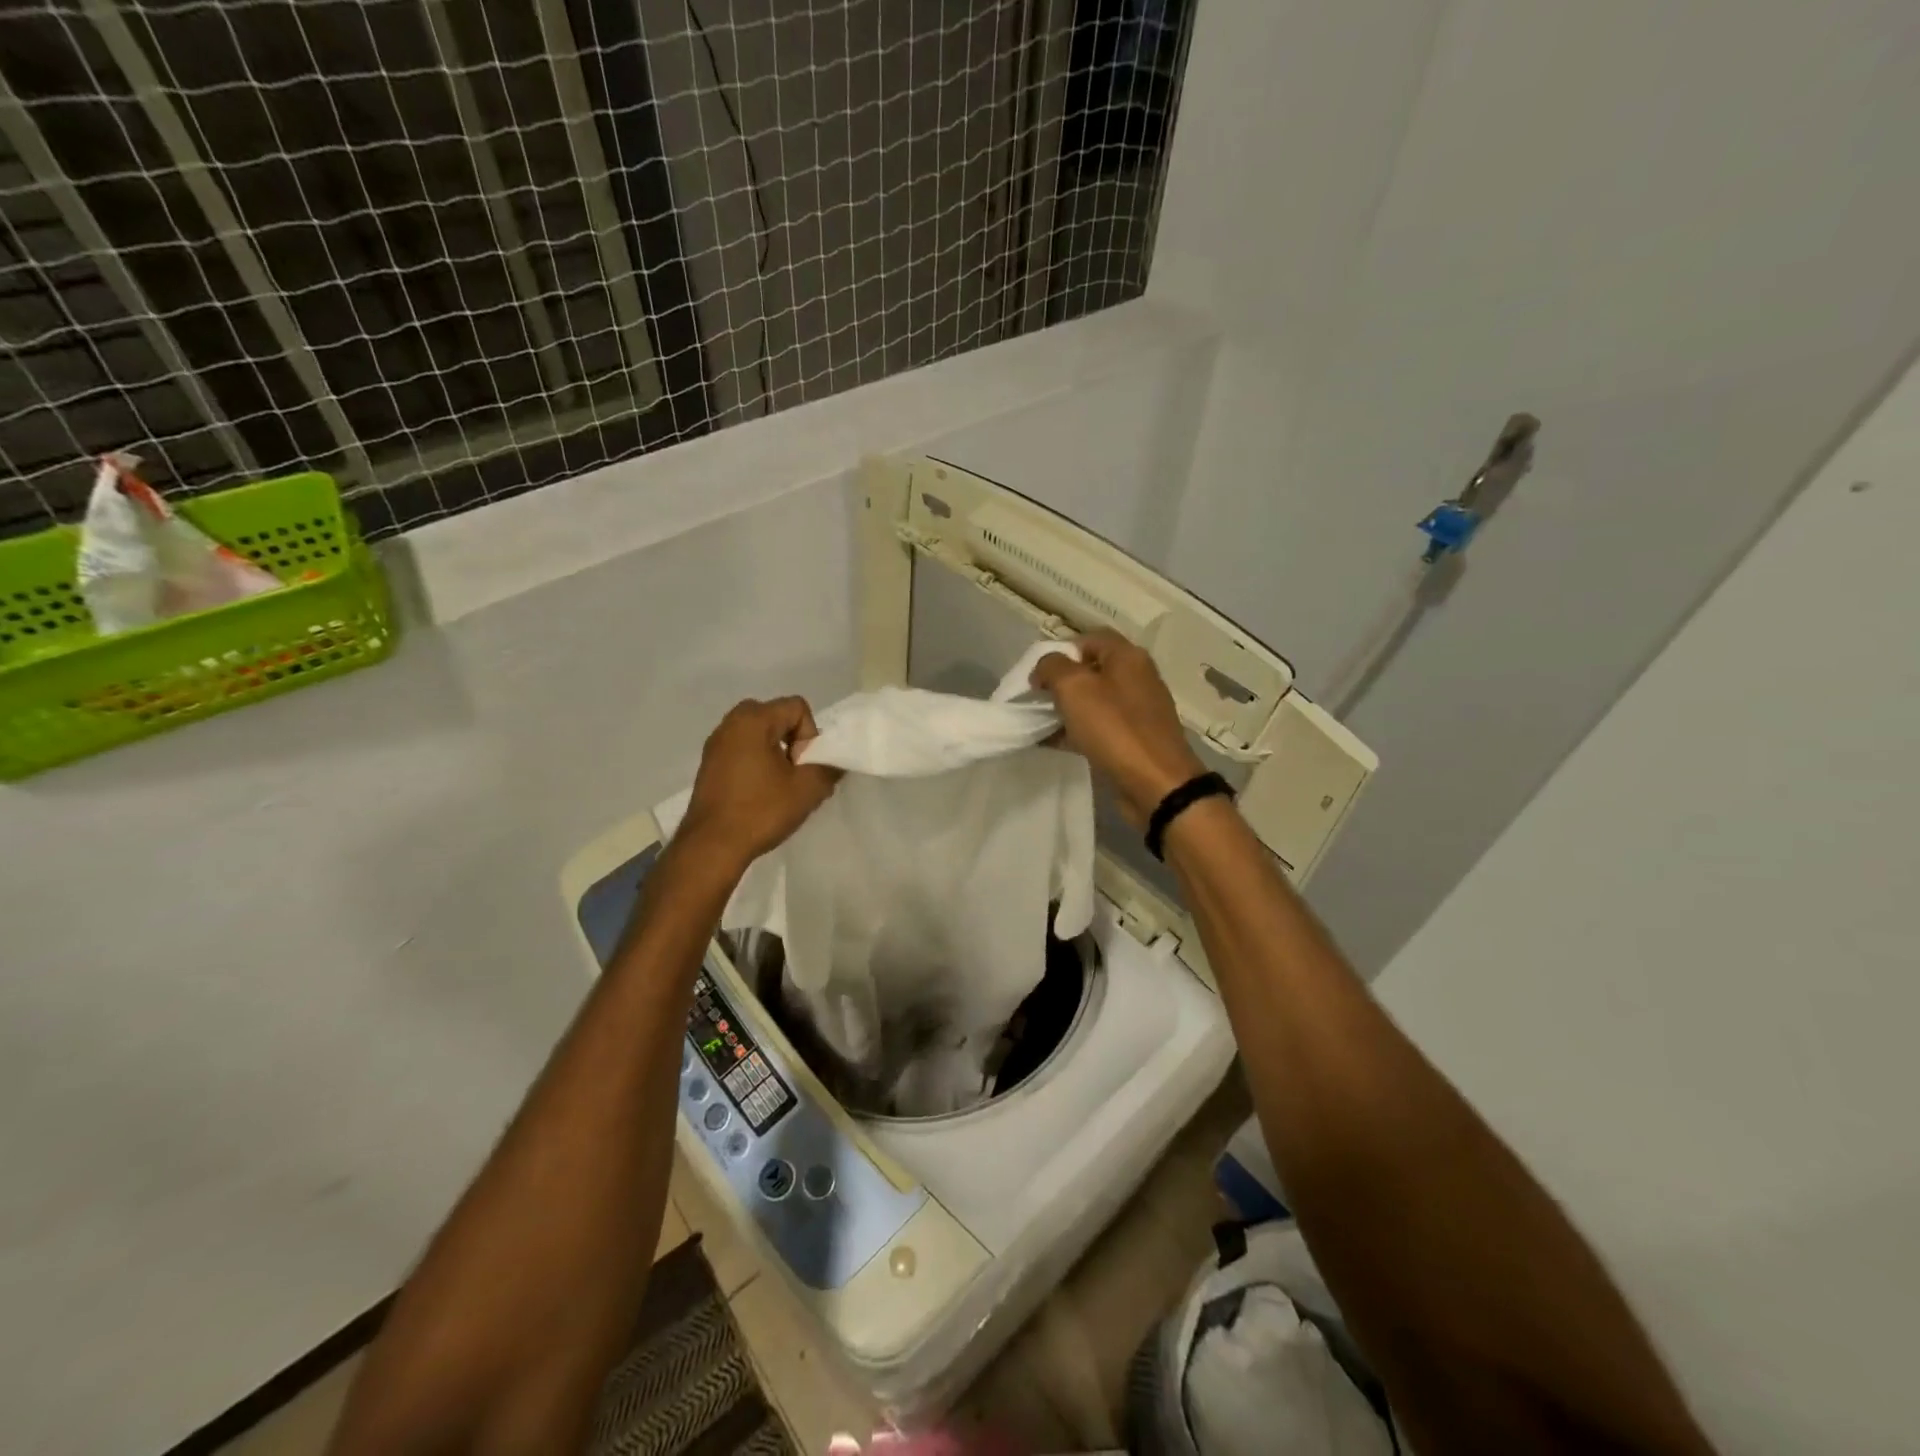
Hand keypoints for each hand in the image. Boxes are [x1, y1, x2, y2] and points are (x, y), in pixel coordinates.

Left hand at [678, 697, 840, 870]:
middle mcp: (730, 723)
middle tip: (795, 773)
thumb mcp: (808, 789)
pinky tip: (759, 793)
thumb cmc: (760, 811)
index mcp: (753, 720)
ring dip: (775, 752)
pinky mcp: (709, 763)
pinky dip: (757, 762)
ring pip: (759, 733)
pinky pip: (742, 749)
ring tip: (779, 786)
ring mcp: (716, 743)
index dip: (810, 735)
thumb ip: (830, 767)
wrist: (711, 846)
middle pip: (777, 716)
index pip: (797, 707)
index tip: (802, 766)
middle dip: (793, 740)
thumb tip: (835, 761)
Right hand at [1031, 631, 1205, 827]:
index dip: (1060, 651)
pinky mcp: (1135, 739)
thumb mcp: (1074, 688)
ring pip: (1095, 700)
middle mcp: (1137, 677)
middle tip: (1039, 699)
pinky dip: (1079, 731)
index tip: (1038, 675)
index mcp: (1128, 656)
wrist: (1156, 784)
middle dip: (1061, 682)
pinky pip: (1101, 727)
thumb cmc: (1114, 729)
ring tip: (1042, 724)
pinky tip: (1056, 743)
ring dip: (1067, 709)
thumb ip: (1052, 667)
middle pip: (1091, 670)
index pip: (1089, 639)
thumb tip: (1045, 667)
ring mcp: (1138, 710)